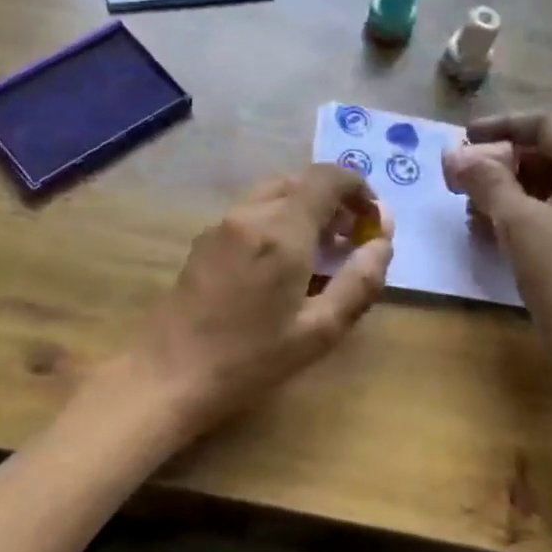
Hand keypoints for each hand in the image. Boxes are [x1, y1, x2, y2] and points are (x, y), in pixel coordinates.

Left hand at [122, 165, 391, 435]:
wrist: (169, 373)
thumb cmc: (250, 359)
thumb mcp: (319, 331)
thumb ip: (359, 283)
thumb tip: (382, 245)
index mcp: (282, 231)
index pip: (328, 178)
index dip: (359, 189)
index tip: (372, 221)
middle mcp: (251, 214)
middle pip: (301, 182)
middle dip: (334, 201)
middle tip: (350, 240)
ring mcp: (222, 225)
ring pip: (274, 194)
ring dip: (305, 210)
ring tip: (320, 253)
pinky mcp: (205, 241)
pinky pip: (252, 212)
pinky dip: (278, 220)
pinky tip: (282, 264)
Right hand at [452, 112, 551, 367]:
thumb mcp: (518, 222)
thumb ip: (487, 181)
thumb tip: (456, 155)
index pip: (547, 125)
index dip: (501, 126)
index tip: (463, 138)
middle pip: (548, 153)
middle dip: (501, 162)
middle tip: (461, 177)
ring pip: (549, 184)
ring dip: (507, 188)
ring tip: (470, 206)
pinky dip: (522, 212)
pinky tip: (490, 228)